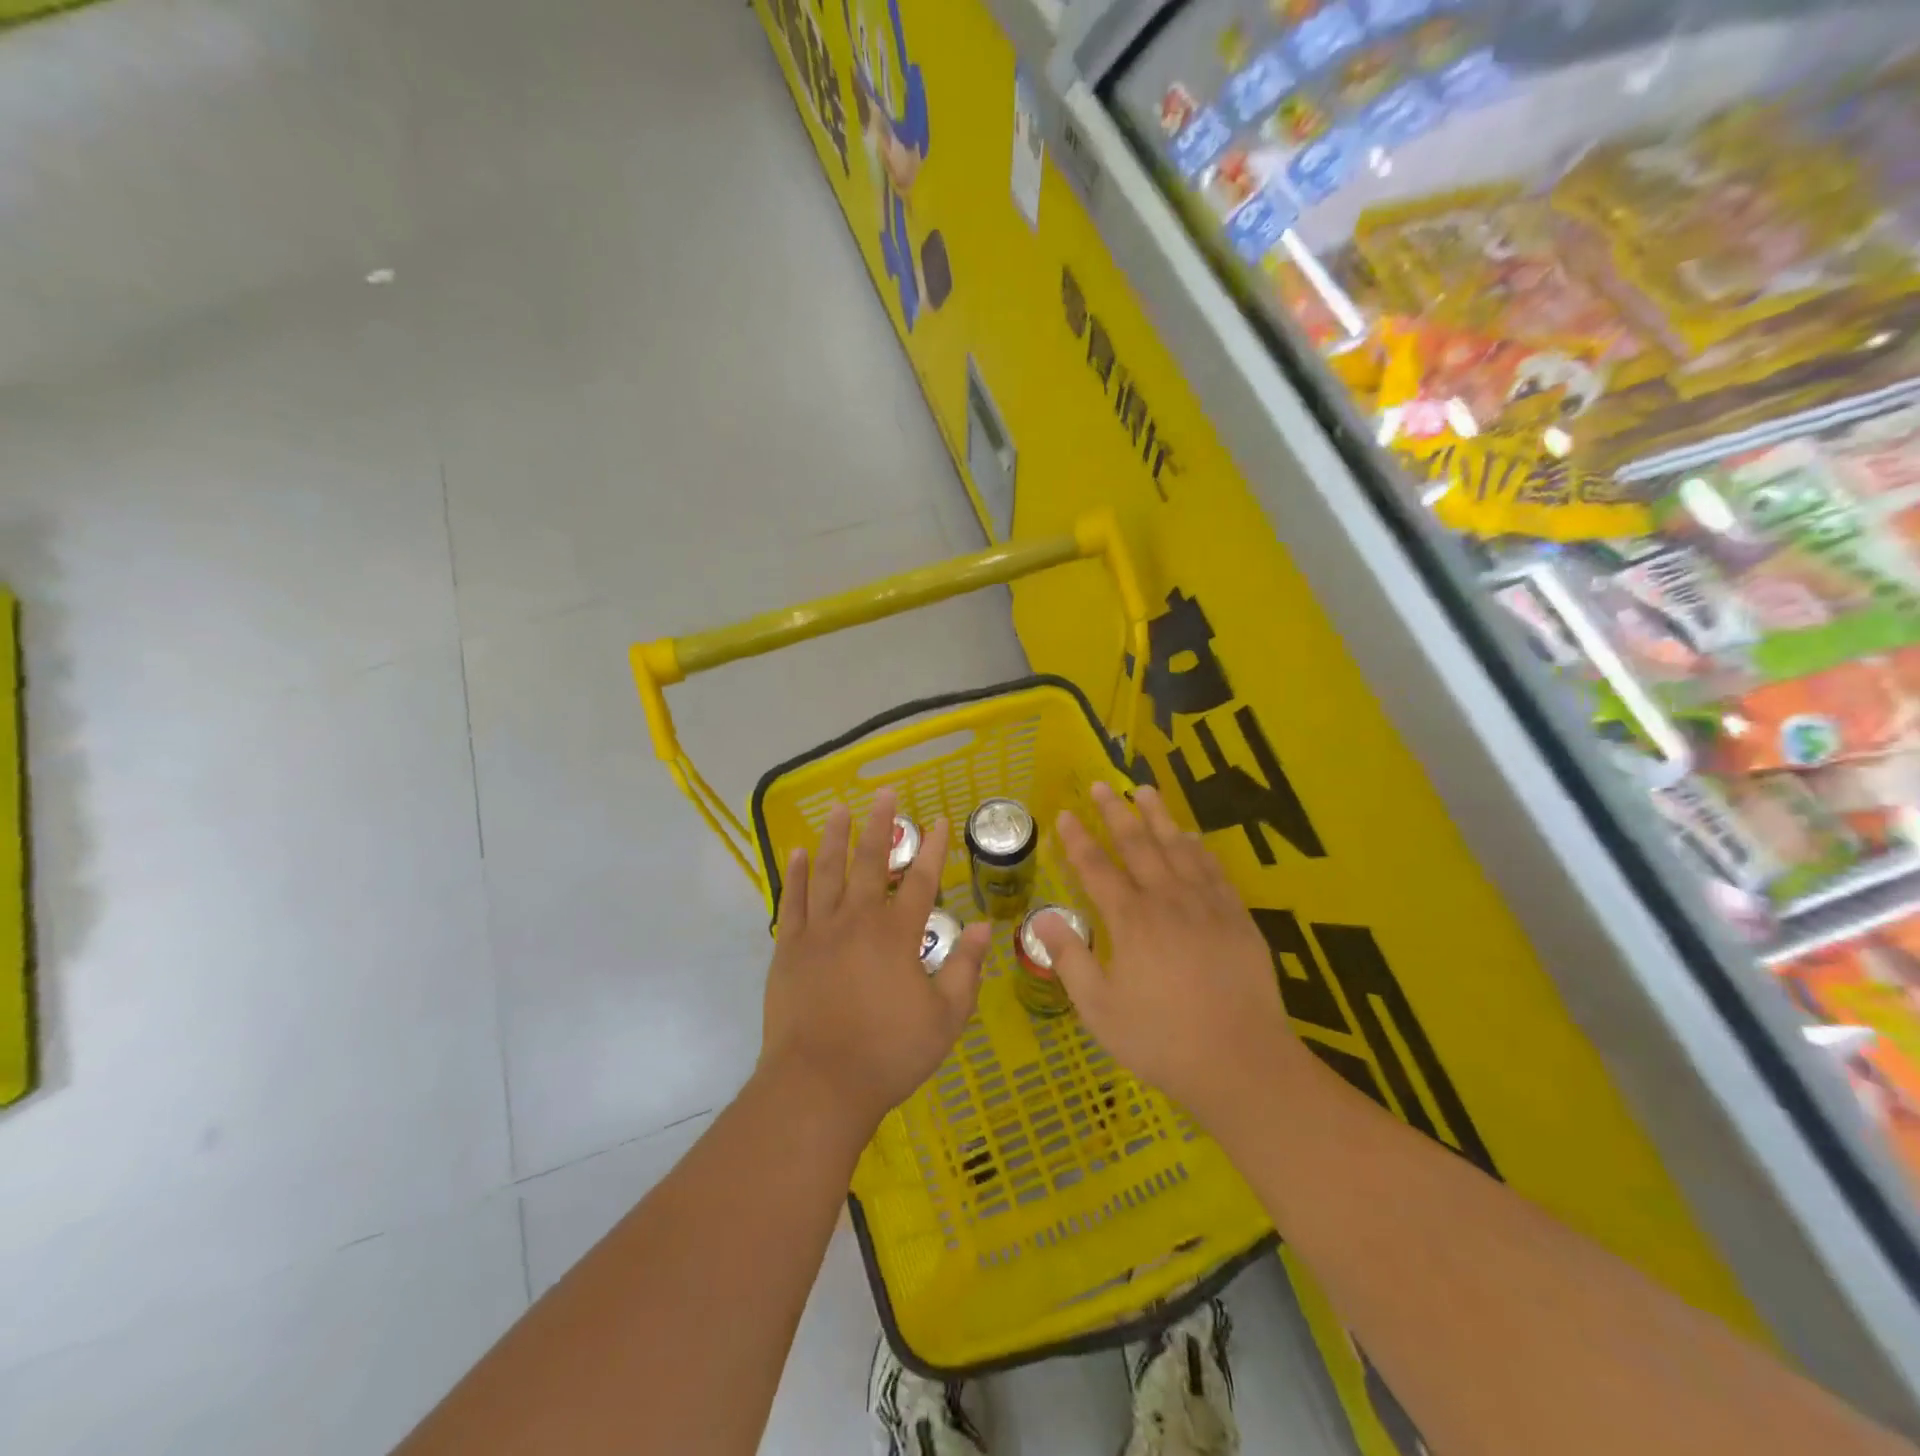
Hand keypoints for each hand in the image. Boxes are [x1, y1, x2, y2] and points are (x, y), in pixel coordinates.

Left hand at [760, 788, 991, 1136]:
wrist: (818, 1085)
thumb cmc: (888, 1054)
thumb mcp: (945, 1018)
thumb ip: (965, 969)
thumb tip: (985, 927)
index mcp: (897, 935)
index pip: (922, 881)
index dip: (934, 849)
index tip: (941, 820)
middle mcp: (857, 920)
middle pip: (871, 862)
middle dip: (881, 825)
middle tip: (886, 794)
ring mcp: (818, 931)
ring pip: (827, 871)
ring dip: (835, 837)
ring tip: (841, 809)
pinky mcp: (788, 948)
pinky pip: (792, 900)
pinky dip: (795, 874)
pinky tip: (797, 852)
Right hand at [1036, 781, 1301, 1133]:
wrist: (1242, 1062)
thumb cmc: (1161, 1039)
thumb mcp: (1100, 1009)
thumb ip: (1070, 958)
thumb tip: (1043, 917)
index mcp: (1130, 921)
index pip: (1096, 869)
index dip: (1077, 840)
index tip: (1063, 813)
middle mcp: (1167, 901)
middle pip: (1137, 845)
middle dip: (1115, 813)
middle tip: (1100, 784)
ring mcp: (1206, 906)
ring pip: (1178, 848)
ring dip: (1158, 816)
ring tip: (1144, 790)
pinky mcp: (1237, 918)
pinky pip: (1214, 870)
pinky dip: (1199, 848)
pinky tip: (1192, 837)